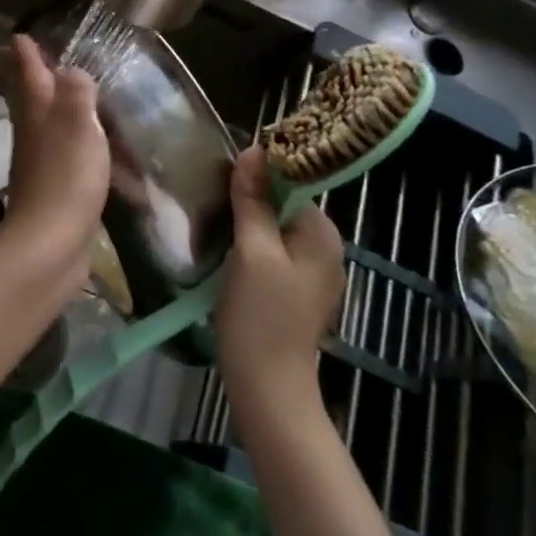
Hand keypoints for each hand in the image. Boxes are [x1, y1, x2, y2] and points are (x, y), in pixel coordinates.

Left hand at [0, 34, 109, 247]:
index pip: (26, 70)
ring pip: (38, 122)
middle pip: (24, 95)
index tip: (19, 37)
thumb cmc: (67, 175)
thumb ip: (77, 91)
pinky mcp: (52, 187)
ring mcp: (39, 160)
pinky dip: (66, 141)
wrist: (50, 243)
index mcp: (36, 108)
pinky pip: (59, 153)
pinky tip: (79, 146)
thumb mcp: (79, 123)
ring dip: (43, 105)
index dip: (24, 52)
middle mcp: (32, 130)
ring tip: (53, 94)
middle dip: (20, 75)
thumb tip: (69, 71)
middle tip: (15, 58)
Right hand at [216, 146, 346, 403]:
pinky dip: (250, 242)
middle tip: (211, 194)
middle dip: (250, 195)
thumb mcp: (252, 252)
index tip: (223, 171)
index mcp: (322, 234)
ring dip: (246, 218)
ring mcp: (310, 271)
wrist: (267, 385)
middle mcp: (324, 248)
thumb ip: (253, 201)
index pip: (293, 182)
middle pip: (284, 203)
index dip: (259, 171)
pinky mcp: (293, 289)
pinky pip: (272, 250)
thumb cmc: (260, 315)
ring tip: (213, 215)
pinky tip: (225, 247)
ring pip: (275, 227)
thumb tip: (253, 151)